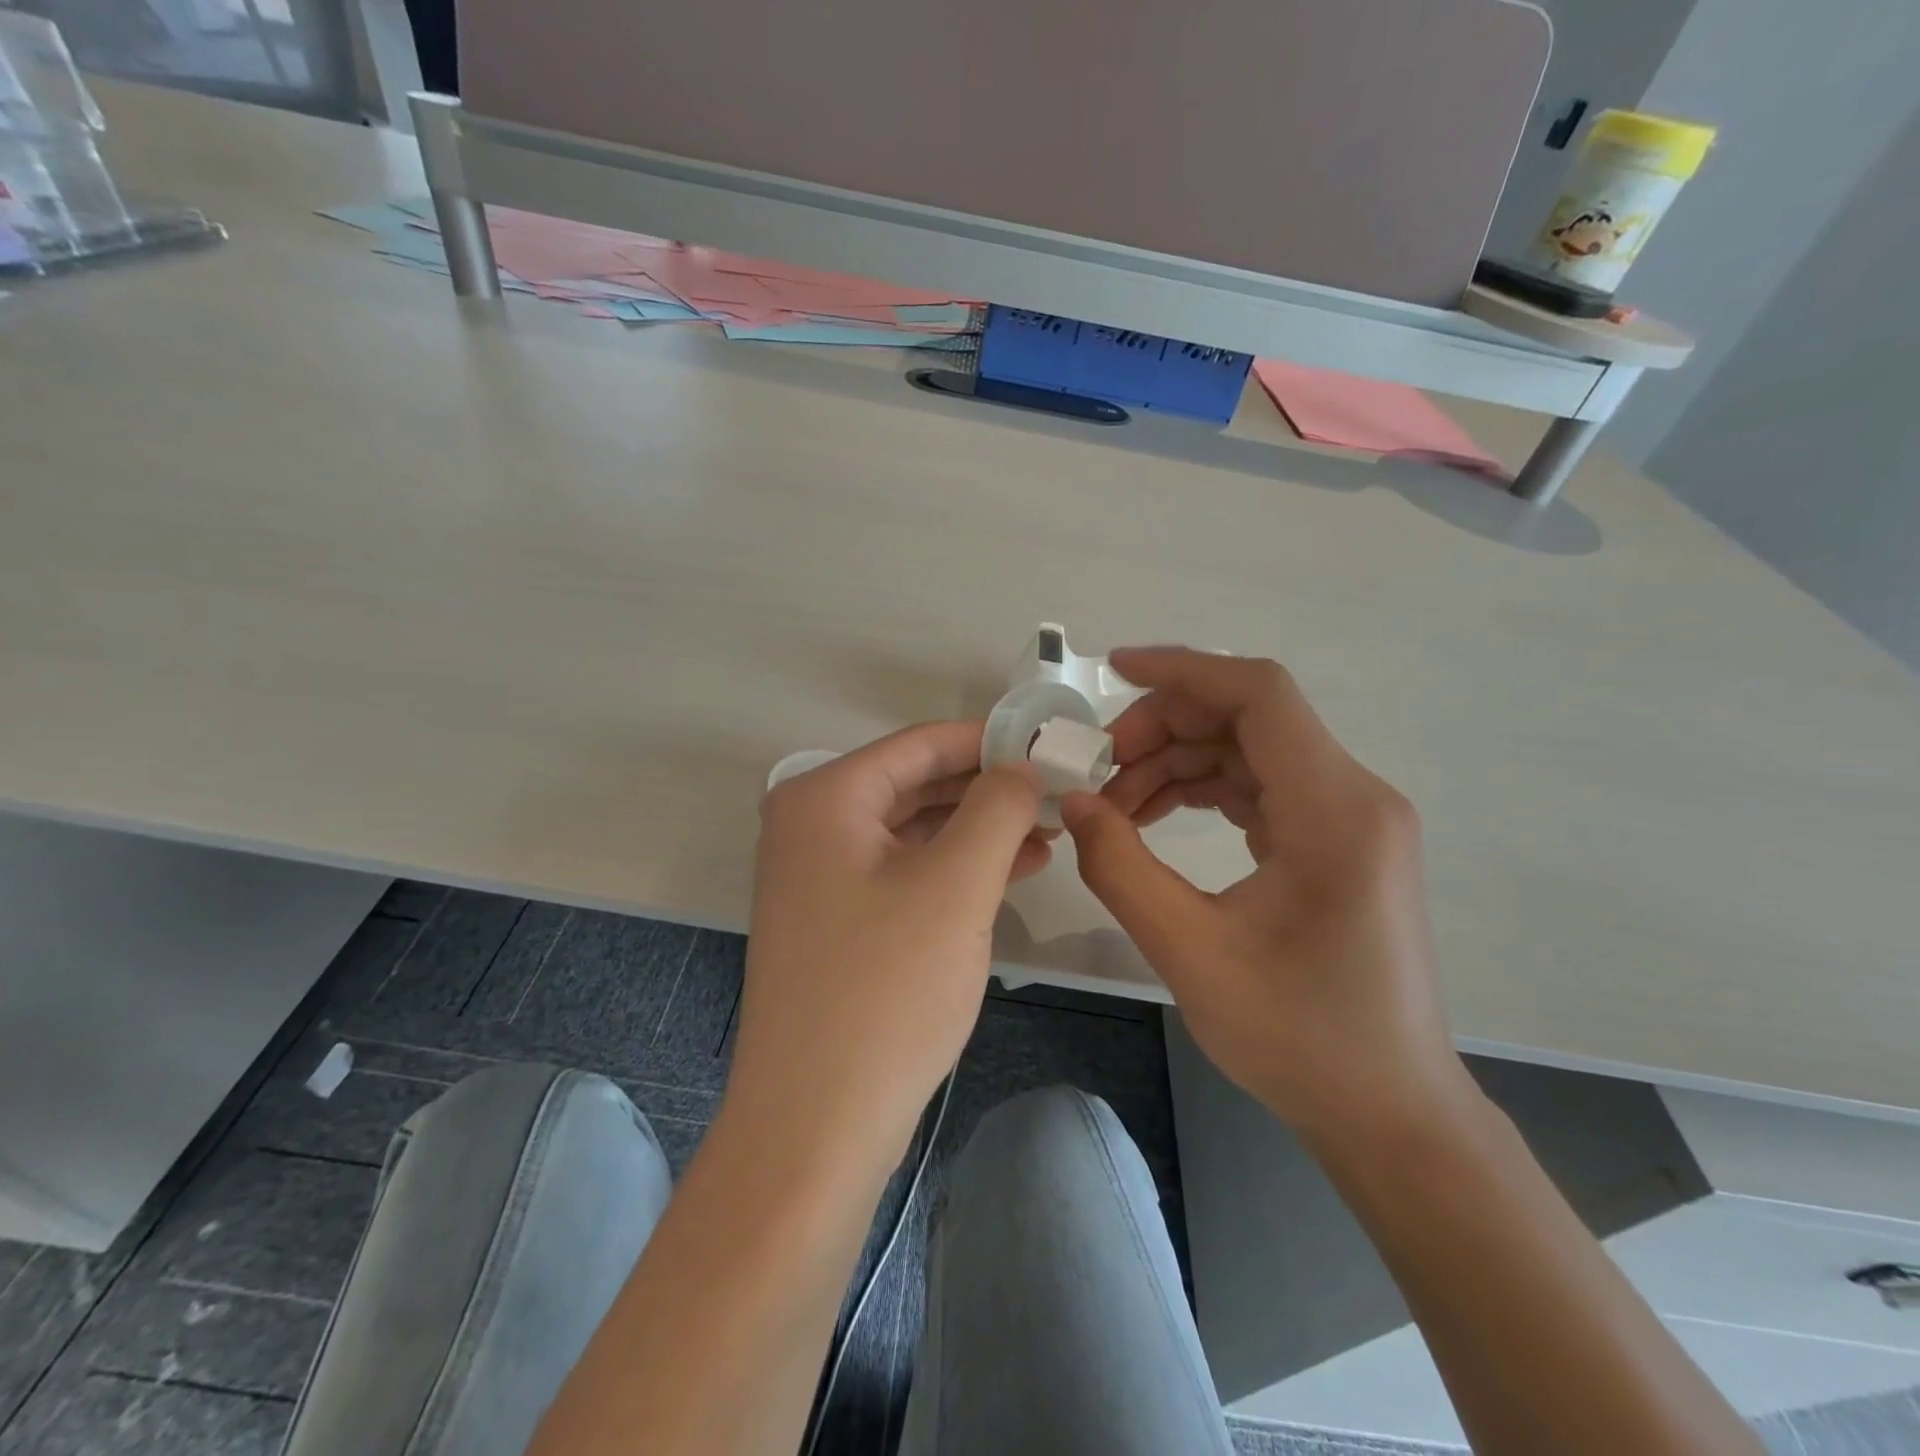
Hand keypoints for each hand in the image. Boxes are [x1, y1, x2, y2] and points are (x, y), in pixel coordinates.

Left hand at [727, 721, 1046, 1171]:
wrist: (816, 1124)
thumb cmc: (886, 990)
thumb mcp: (956, 884)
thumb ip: (997, 807)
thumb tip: (1021, 766)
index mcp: (824, 797)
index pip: (921, 745)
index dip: (991, 740)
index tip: (1052, 745)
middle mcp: (811, 825)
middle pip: (916, 784)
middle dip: (989, 788)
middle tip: (1059, 792)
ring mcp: (818, 876)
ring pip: (914, 830)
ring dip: (979, 829)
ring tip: (1049, 832)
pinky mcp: (836, 920)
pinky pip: (904, 871)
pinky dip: (956, 867)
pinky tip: (1014, 870)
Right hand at [1061, 648, 1467, 1140]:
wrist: (1388, 1110)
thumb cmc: (1298, 1038)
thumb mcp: (1189, 952)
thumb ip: (1120, 867)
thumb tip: (1076, 802)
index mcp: (1335, 811)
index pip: (1259, 696)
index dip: (1183, 670)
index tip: (1113, 671)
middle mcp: (1355, 797)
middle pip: (1250, 717)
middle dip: (1164, 726)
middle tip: (1100, 766)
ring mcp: (1351, 818)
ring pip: (1250, 749)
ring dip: (1178, 760)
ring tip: (1117, 804)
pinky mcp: (1337, 840)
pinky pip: (1262, 785)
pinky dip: (1203, 787)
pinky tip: (1156, 816)